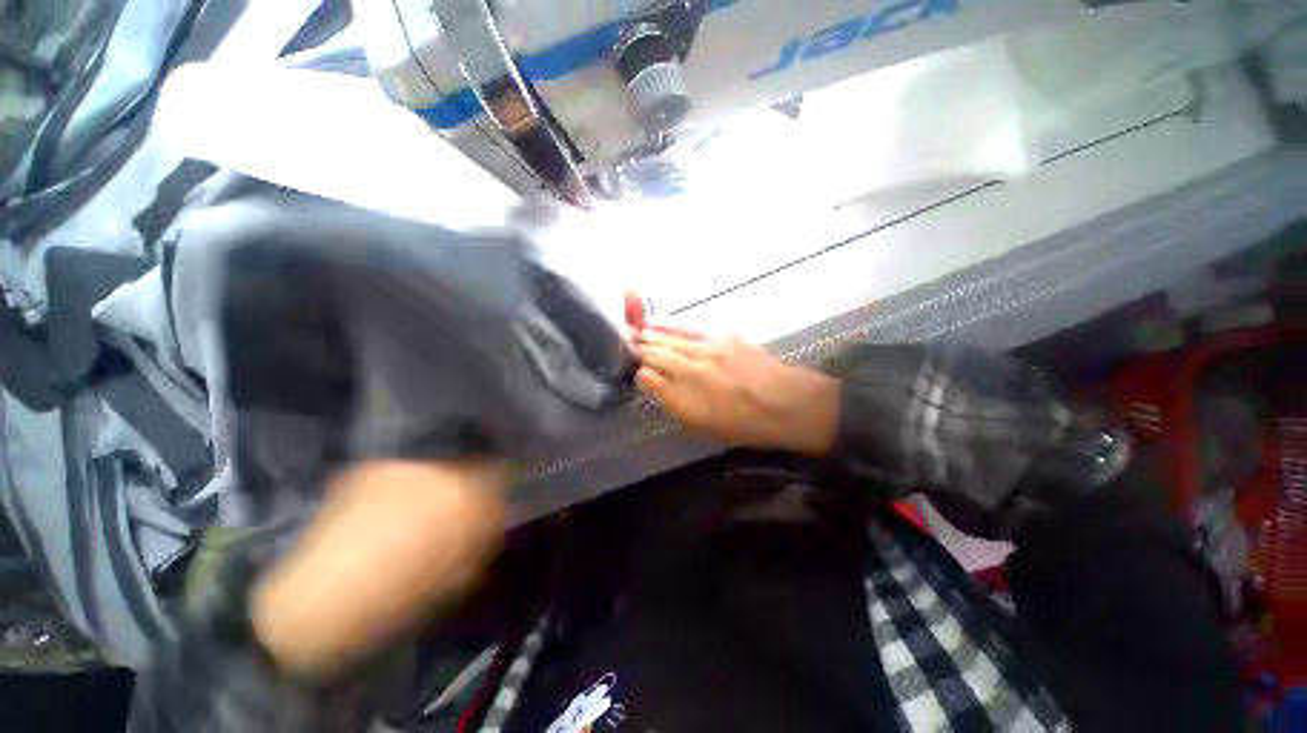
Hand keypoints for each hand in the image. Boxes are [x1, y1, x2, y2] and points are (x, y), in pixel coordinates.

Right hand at [634, 327, 838, 455]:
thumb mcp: (705, 426)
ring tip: (635, 332)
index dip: (638, 373)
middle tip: (624, 345)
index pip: (648, 379)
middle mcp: (692, 372)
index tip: (632, 371)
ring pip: (670, 340)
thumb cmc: (745, 425)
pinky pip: (690, 330)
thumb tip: (654, 383)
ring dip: (650, 336)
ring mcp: (708, 351)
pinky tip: (659, 323)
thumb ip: (675, 403)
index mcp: (686, 400)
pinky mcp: (723, 338)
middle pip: (656, 355)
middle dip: (638, 350)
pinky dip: (671, 327)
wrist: (788, 404)